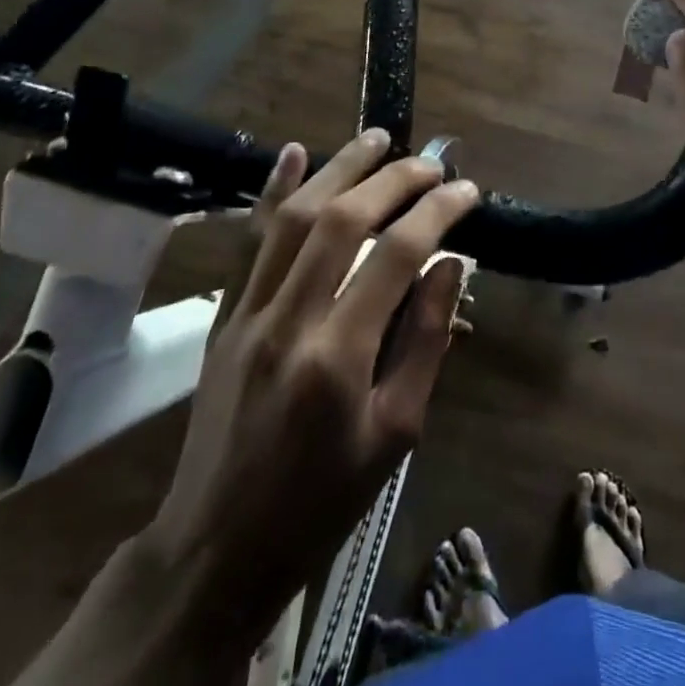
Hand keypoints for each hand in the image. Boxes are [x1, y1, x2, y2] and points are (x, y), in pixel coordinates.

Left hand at [142, 130, 476, 625]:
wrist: (217, 548)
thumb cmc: (323, 502)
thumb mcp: (396, 434)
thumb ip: (425, 341)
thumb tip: (450, 264)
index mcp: (339, 358)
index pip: (397, 256)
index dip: (437, 213)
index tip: (467, 190)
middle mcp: (289, 320)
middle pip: (344, 221)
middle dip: (393, 180)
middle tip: (430, 161)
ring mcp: (248, 312)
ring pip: (295, 217)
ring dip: (338, 168)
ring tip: (377, 137)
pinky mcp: (223, 314)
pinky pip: (249, 240)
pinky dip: (272, 191)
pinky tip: (293, 152)